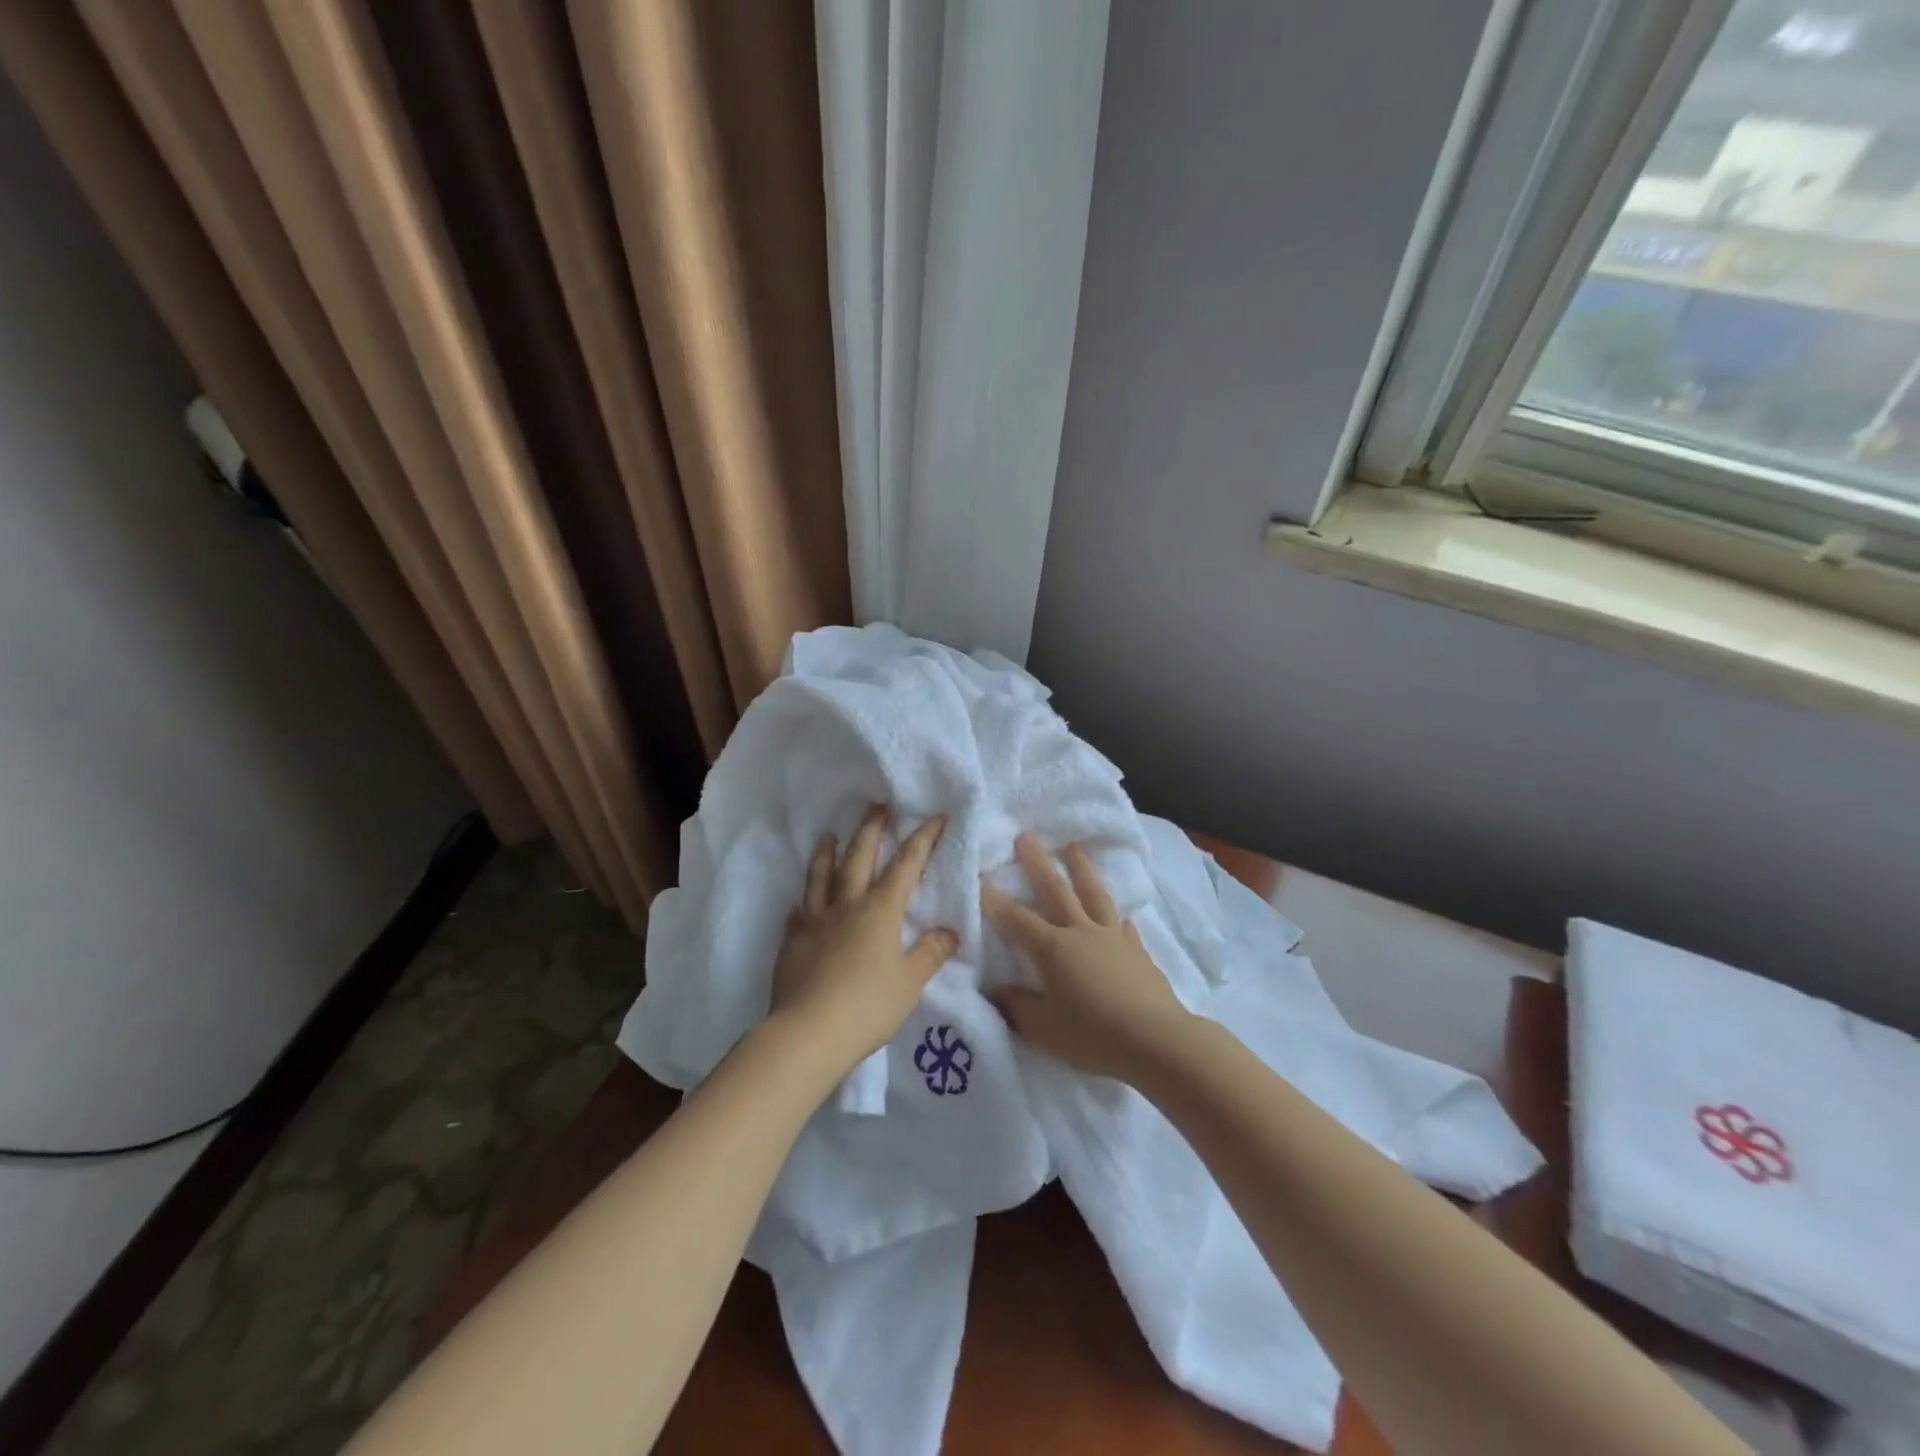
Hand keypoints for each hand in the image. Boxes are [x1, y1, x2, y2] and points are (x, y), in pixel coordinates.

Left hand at [767, 806, 956, 1082]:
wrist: (808, 1032)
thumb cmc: (868, 1006)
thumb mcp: (910, 982)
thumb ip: (930, 953)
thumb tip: (950, 931)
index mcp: (880, 911)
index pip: (906, 866)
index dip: (922, 840)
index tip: (935, 817)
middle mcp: (846, 906)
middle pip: (858, 859)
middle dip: (871, 830)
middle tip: (876, 806)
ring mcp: (815, 922)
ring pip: (820, 878)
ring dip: (826, 854)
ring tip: (827, 835)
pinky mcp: (792, 943)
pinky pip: (797, 915)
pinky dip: (801, 905)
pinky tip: (798, 905)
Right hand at [982, 833, 1191, 1082]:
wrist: (1156, 1040)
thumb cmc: (1093, 1035)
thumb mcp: (1043, 1028)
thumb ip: (1017, 1006)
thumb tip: (996, 991)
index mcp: (1053, 948)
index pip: (1016, 919)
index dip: (995, 900)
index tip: (979, 876)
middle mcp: (1081, 933)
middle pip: (1056, 891)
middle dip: (1038, 863)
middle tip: (1026, 836)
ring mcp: (1113, 938)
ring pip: (1094, 895)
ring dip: (1082, 869)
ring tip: (1074, 847)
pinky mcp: (1137, 952)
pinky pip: (1124, 926)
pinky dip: (1118, 916)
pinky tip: (1120, 913)